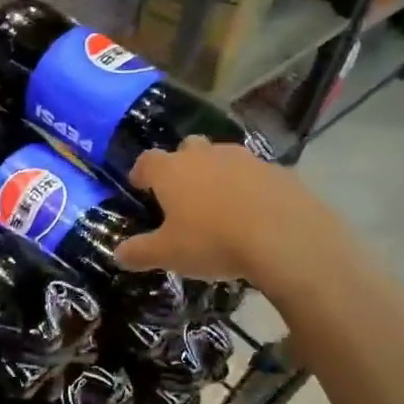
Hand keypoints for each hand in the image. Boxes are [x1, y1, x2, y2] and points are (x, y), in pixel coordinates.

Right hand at [113, 138, 322, 283]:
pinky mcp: (279, 171)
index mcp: (172, 170)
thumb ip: (139, 252)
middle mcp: (206, 155)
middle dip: (182, 166)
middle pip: (187, 148)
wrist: (284, 238)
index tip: (140, 186)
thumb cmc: (213, 241)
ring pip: (223, 158)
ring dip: (217, 175)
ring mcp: (245, 159)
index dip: (141, 173)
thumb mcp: (168, 255)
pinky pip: (256, 175)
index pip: (147, 161)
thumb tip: (118, 254)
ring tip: (220, 205)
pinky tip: (254, 213)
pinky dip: (250, 188)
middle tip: (182, 194)